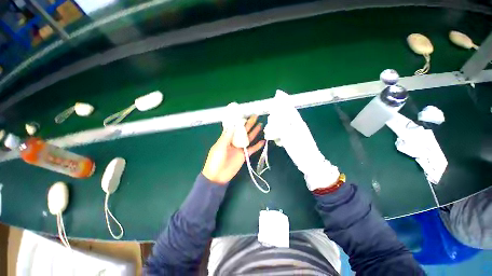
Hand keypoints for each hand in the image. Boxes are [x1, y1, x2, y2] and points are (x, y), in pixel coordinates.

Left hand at [202, 116, 264, 183]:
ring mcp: (240, 148)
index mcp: (226, 138)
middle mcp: (234, 141)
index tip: (244, 114)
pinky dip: (257, 146)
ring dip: (254, 132)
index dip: (239, 121)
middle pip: (243, 131)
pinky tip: (263, 141)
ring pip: (248, 138)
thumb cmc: (215, 160)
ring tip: (260, 125)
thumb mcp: (219, 147)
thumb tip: (232, 125)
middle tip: (255, 116)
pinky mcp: (244, 155)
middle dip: (249, 124)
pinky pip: (252, 149)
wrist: (217, 176)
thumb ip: (226, 136)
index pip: (234, 127)